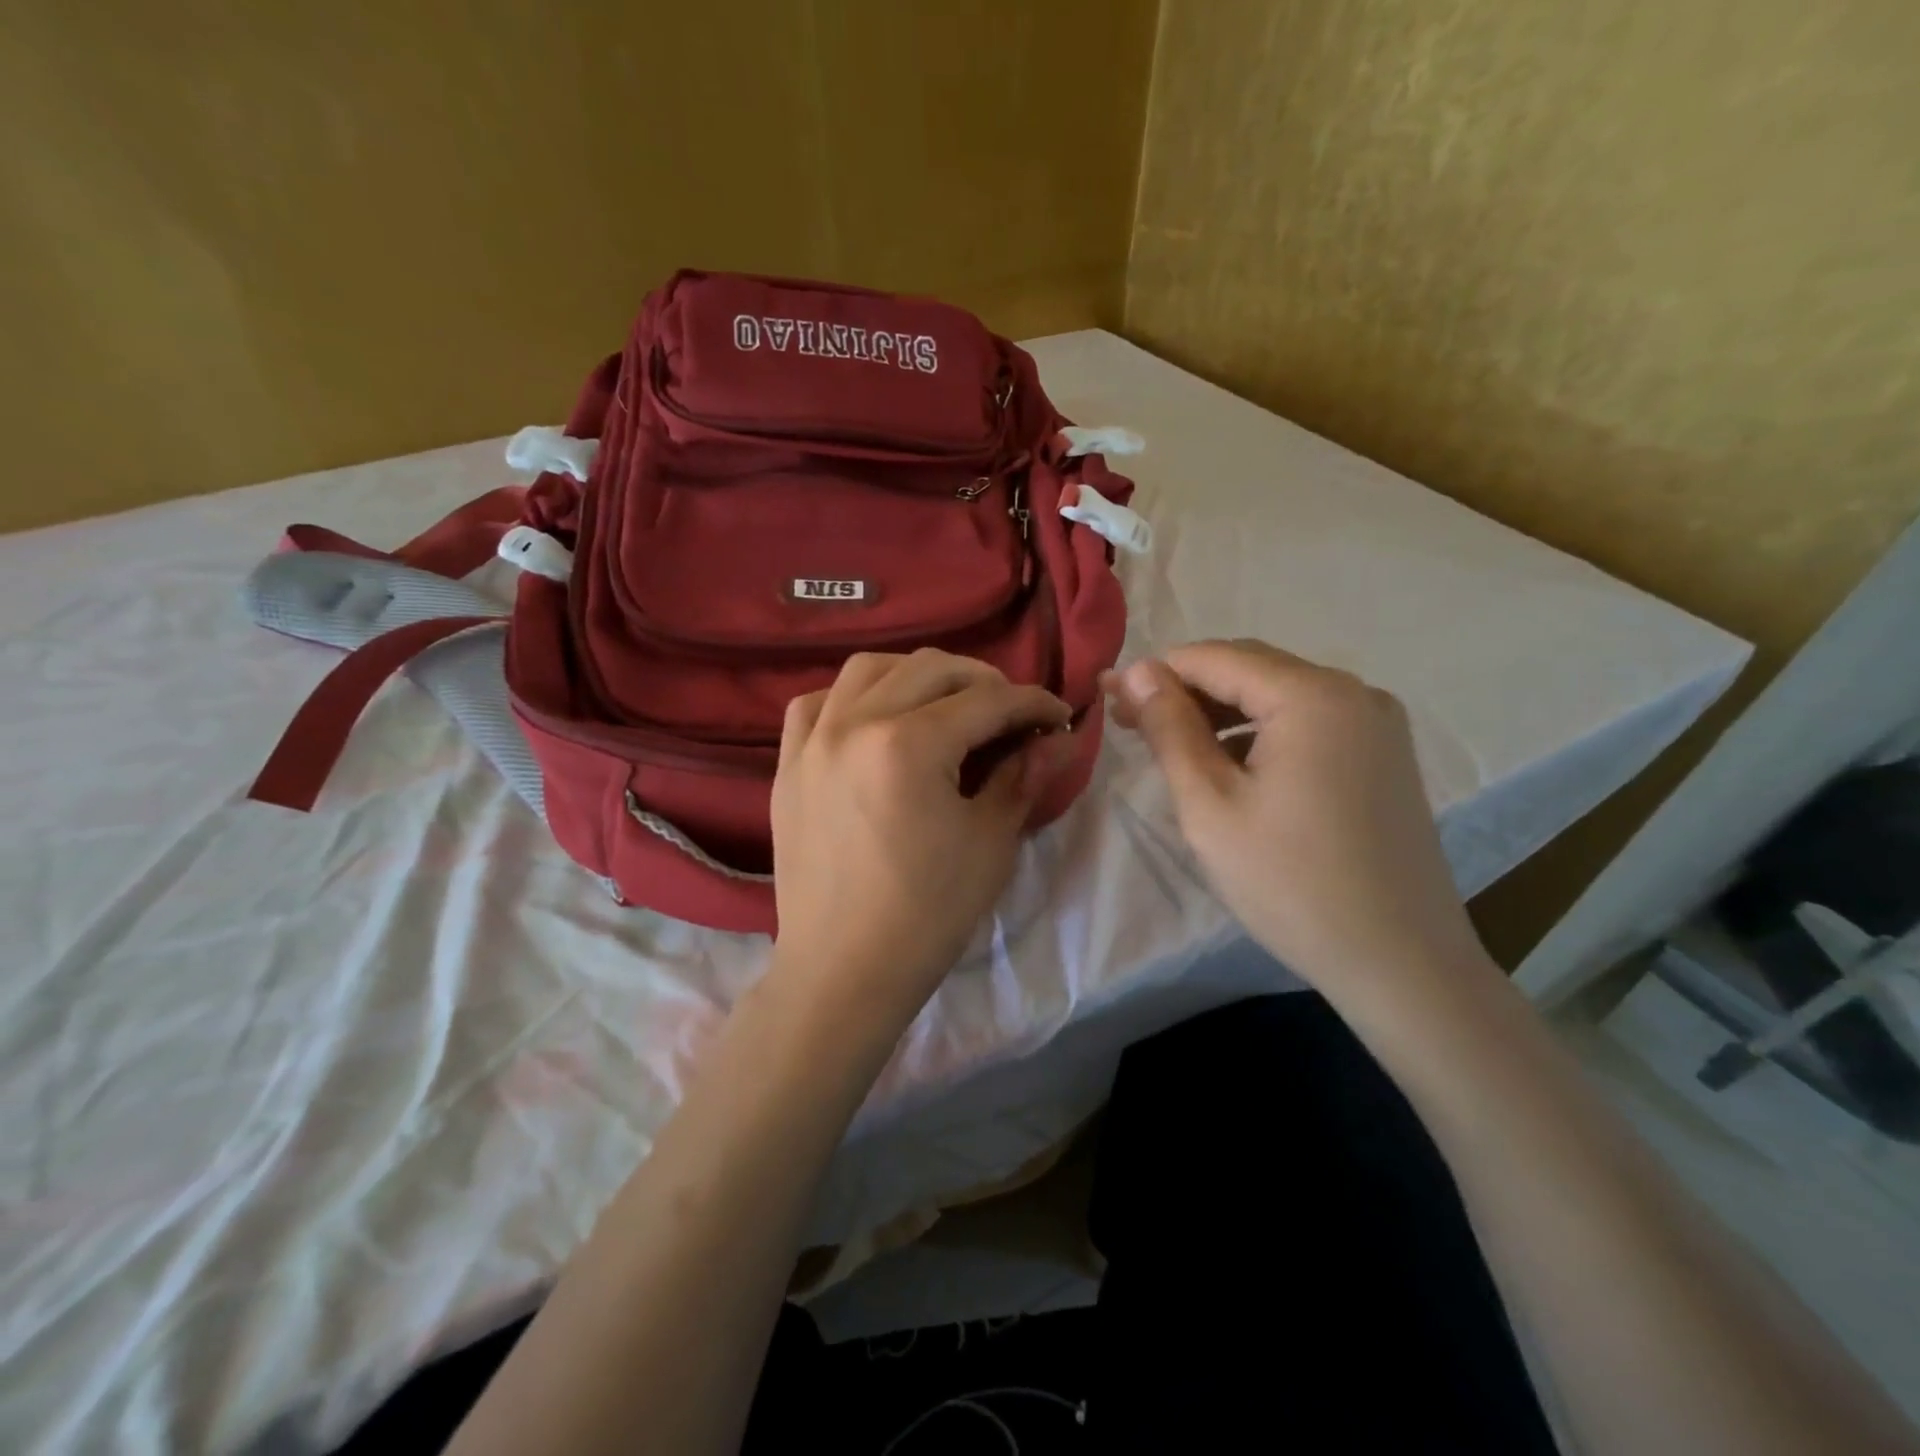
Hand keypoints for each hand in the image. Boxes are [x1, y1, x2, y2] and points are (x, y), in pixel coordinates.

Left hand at [769, 649, 1075, 1039]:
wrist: (844, 970)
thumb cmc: (927, 913)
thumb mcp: (990, 843)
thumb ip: (1024, 775)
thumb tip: (1060, 736)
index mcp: (908, 744)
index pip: (986, 700)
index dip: (1032, 703)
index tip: (1059, 715)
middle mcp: (853, 723)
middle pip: (930, 668)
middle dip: (983, 681)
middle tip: (1010, 713)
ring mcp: (812, 741)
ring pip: (868, 670)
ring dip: (916, 675)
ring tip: (944, 704)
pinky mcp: (788, 765)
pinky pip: (814, 704)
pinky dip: (851, 698)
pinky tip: (871, 719)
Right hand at [1106, 641, 1488, 1008]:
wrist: (1400, 962)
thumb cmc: (1290, 884)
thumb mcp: (1209, 805)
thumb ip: (1170, 729)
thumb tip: (1135, 671)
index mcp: (1312, 696)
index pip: (1215, 658)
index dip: (1155, 673)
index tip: (1108, 699)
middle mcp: (1354, 691)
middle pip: (1250, 669)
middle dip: (1186, 691)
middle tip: (1130, 723)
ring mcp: (1377, 722)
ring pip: (1278, 695)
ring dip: (1221, 712)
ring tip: (1172, 747)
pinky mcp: (1384, 753)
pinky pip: (1308, 721)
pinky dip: (1260, 732)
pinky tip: (1231, 765)